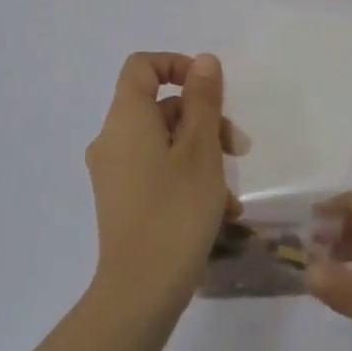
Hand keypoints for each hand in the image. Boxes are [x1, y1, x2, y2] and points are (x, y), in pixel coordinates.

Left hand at [85, 52, 242, 310]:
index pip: (142, 66)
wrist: (141, 289)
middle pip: (159, 107)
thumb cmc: (176, 210)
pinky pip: (156, 170)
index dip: (177, 65)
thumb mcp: (201, 150)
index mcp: (126, 119)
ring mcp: (114, 172)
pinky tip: (220, 210)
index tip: (210, 89)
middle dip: (204, 119)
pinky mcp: (121, 200)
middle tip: (238, 148)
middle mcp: (112, 140)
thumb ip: (203, 101)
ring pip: (163, 142)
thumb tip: (203, 61)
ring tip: (233, 189)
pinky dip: (186, 177)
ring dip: (202, 153)